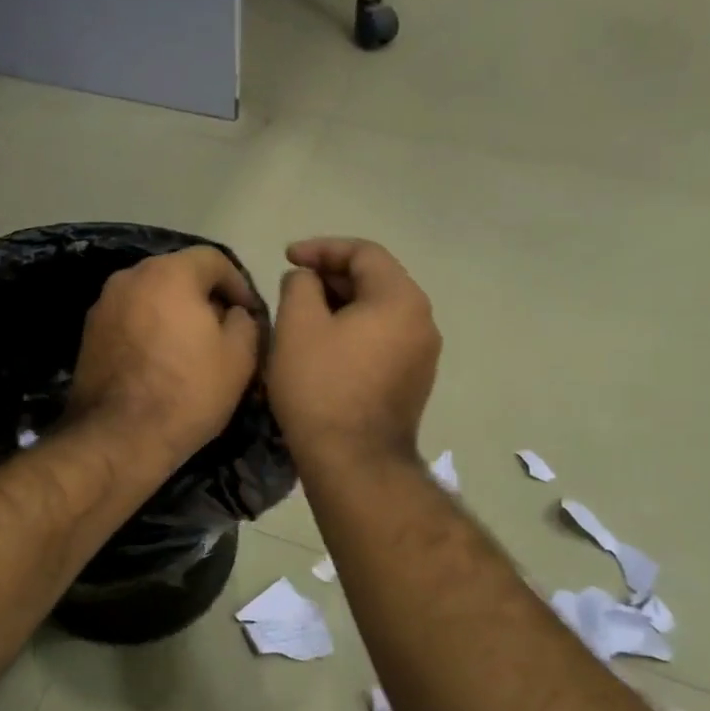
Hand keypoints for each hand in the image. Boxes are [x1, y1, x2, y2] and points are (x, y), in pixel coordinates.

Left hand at [66, 246, 262, 468]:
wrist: (118, 437)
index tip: (250, 314)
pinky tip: (161, 360)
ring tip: (192, 348)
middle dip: (205, 297)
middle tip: (224, 330)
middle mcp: (130, 277)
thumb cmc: (187, 392)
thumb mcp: (239, 357)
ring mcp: (103, 304)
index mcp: (169, 273)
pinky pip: (130, 318)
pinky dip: (149, 328)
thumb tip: (234, 312)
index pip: (213, 259)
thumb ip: (245, 321)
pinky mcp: (89, 332)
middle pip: (178, 274)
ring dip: (175, 312)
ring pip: (151, 296)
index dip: (239, 283)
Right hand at [268, 238, 439, 466]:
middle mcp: (422, 321)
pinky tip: (324, 346)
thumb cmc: (321, 387)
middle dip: (331, 277)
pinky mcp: (413, 381)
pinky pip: (383, 339)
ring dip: (341, 305)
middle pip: (375, 280)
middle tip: (293, 286)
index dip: (322, 248)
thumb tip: (307, 279)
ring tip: (304, 315)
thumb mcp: (297, 325)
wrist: (353, 461)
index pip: (363, 253)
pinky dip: (354, 331)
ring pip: (378, 312)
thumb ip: (299, 285)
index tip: (287, 258)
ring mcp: (422, 354)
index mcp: (400, 299)